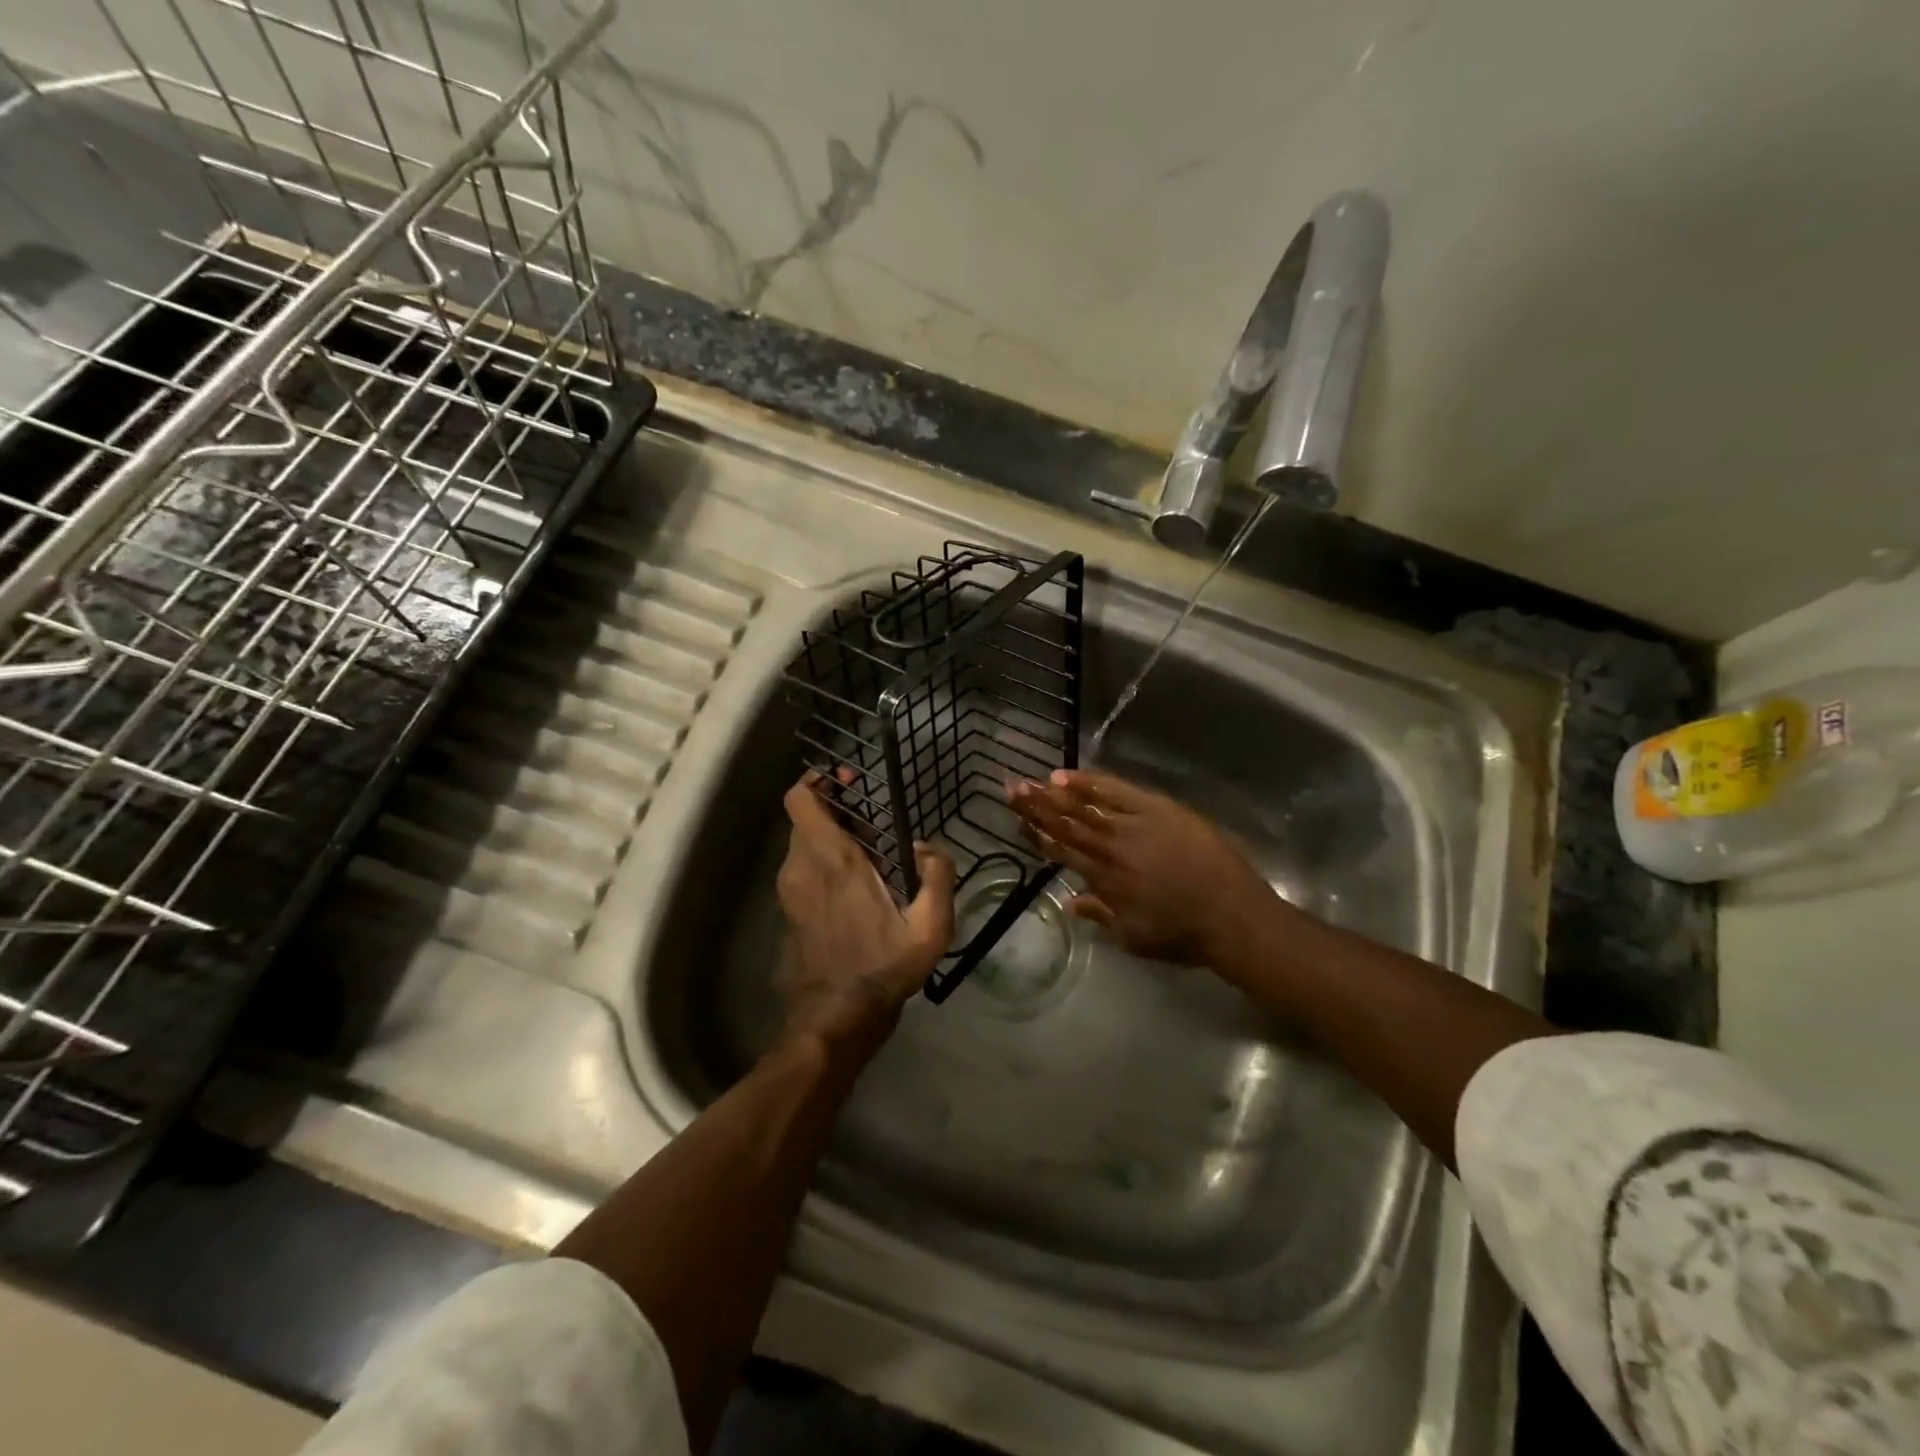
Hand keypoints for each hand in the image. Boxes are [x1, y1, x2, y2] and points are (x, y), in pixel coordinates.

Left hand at [775, 770, 955, 1048]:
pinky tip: (855, 886)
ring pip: (803, 844)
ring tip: (869, 854)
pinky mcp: (789, 911)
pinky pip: (802, 869)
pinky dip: (823, 863)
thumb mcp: (930, 927)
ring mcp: (790, 890)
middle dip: (834, 809)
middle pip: (805, 818)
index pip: (800, 799)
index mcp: (832, 859)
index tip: (848, 782)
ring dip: (830, 838)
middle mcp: (802, 866)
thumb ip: (938, 877)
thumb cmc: (883, 966)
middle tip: (871, 820)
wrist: (836, 1017)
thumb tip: (928, 847)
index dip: (818, 781)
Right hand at [1008, 769, 1281, 967]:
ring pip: (1085, 806)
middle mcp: (1110, 849)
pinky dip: (1091, 782)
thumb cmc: (1183, 934)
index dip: (1037, 835)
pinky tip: (1068, 774)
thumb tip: (1070, 902)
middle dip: (1036, 807)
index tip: (1017, 820)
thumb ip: (1100, 915)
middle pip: (1066, 824)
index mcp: (1103, 880)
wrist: (1231, 916)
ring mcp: (1133, 825)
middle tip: (1010, 788)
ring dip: (1054, 793)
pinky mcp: (1158, 809)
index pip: (1061, 852)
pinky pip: (1117, 790)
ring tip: (1030, 780)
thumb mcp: (1134, 936)